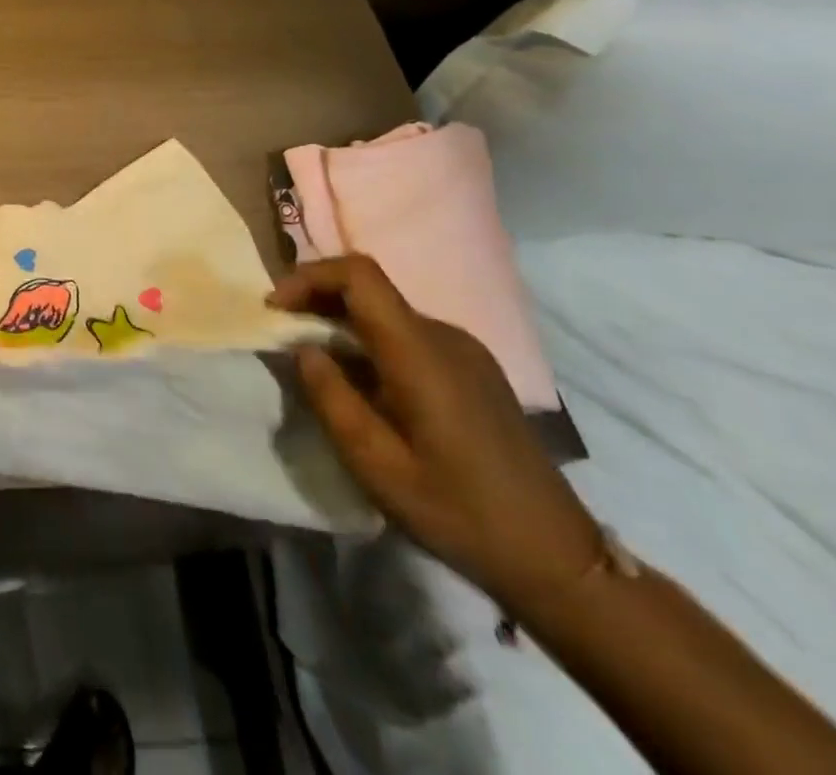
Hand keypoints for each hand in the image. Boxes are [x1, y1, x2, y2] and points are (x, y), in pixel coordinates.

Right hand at [269, 255, 603, 612]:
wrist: (558, 560)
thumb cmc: (459, 512)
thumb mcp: (375, 464)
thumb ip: (330, 397)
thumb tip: (304, 349)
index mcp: (420, 351)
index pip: (359, 274)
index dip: (309, 276)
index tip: (277, 308)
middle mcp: (445, 336)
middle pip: (370, 289)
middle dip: (317, 300)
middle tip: (284, 334)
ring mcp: (466, 351)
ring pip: (387, 312)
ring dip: (342, 323)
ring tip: (316, 362)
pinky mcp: (475, 370)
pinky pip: (409, 335)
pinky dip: (371, 341)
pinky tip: (362, 383)